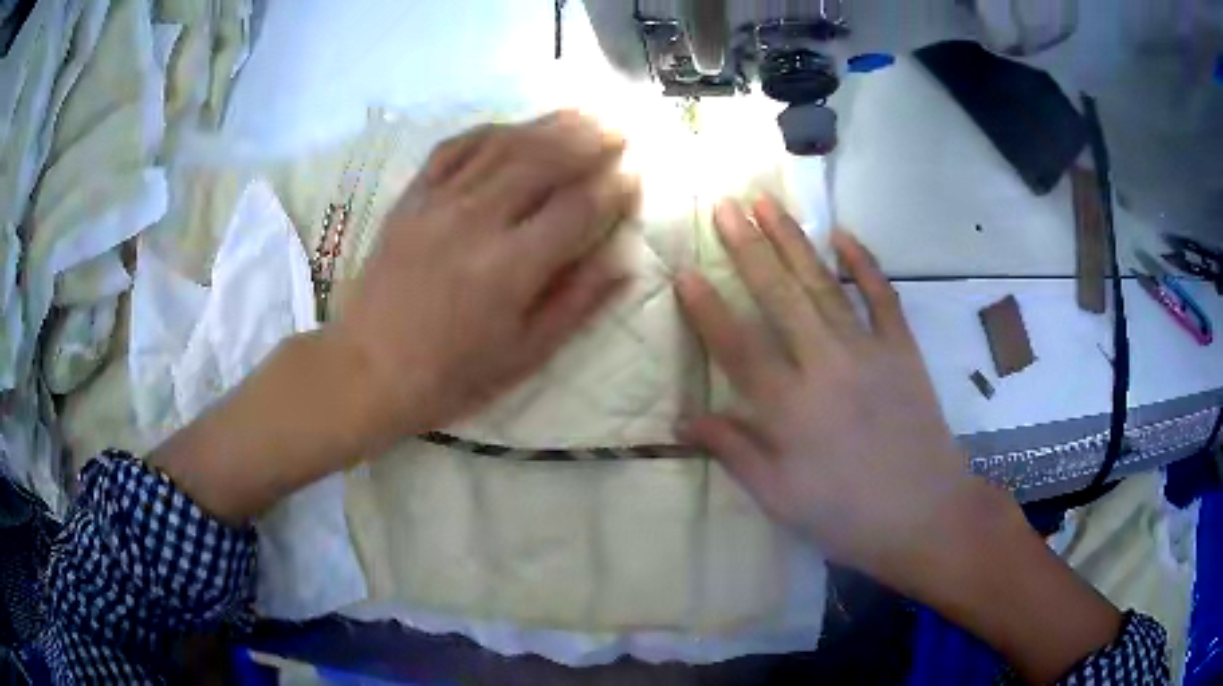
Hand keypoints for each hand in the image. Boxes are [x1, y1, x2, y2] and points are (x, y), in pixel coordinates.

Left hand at [152, 113, 637, 523]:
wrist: (367, 369)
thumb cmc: (451, 375)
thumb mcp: (524, 355)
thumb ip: (577, 303)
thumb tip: (625, 260)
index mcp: (511, 268)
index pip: (579, 207)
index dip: (616, 186)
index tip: (637, 174)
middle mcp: (477, 221)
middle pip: (545, 160)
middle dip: (593, 138)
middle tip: (622, 128)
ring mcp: (439, 203)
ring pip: (504, 145)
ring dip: (550, 124)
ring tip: (584, 113)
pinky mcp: (411, 198)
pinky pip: (454, 148)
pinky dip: (490, 130)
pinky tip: (513, 127)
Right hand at [675, 196, 1008, 589]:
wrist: (925, 514)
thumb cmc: (846, 515)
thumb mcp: (778, 497)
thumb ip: (732, 451)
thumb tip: (681, 419)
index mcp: (789, 407)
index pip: (737, 345)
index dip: (707, 307)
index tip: (684, 270)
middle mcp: (825, 366)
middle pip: (779, 297)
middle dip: (748, 247)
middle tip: (724, 206)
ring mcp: (868, 351)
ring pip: (824, 285)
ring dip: (794, 241)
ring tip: (767, 204)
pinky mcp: (903, 350)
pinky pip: (883, 297)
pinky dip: (865, 263)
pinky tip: (844, 234)